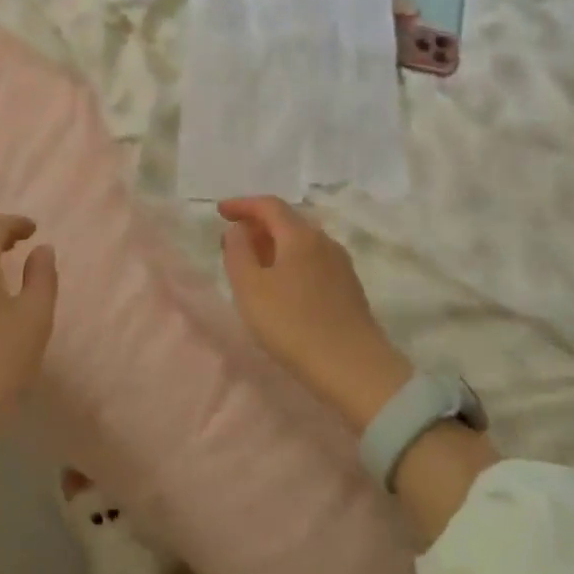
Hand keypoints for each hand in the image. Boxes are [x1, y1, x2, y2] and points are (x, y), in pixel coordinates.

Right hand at [218, 197, 411, 429]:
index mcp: (300, 236)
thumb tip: (237, 229)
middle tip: (234, 240)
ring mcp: (341, 264)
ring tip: (254, 263)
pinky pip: (313, 260)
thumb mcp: (250, 288)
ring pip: (301, 242)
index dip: (242, 204)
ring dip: (274, 244)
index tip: (220, 211)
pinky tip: (281, 284)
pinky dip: (290, 261)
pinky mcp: (349, 288)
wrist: (354, 368)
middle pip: (287, 221)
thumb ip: (238, 252)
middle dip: (258, 224)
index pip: (269, 205)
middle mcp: (324, 241)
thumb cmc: (293, 324)